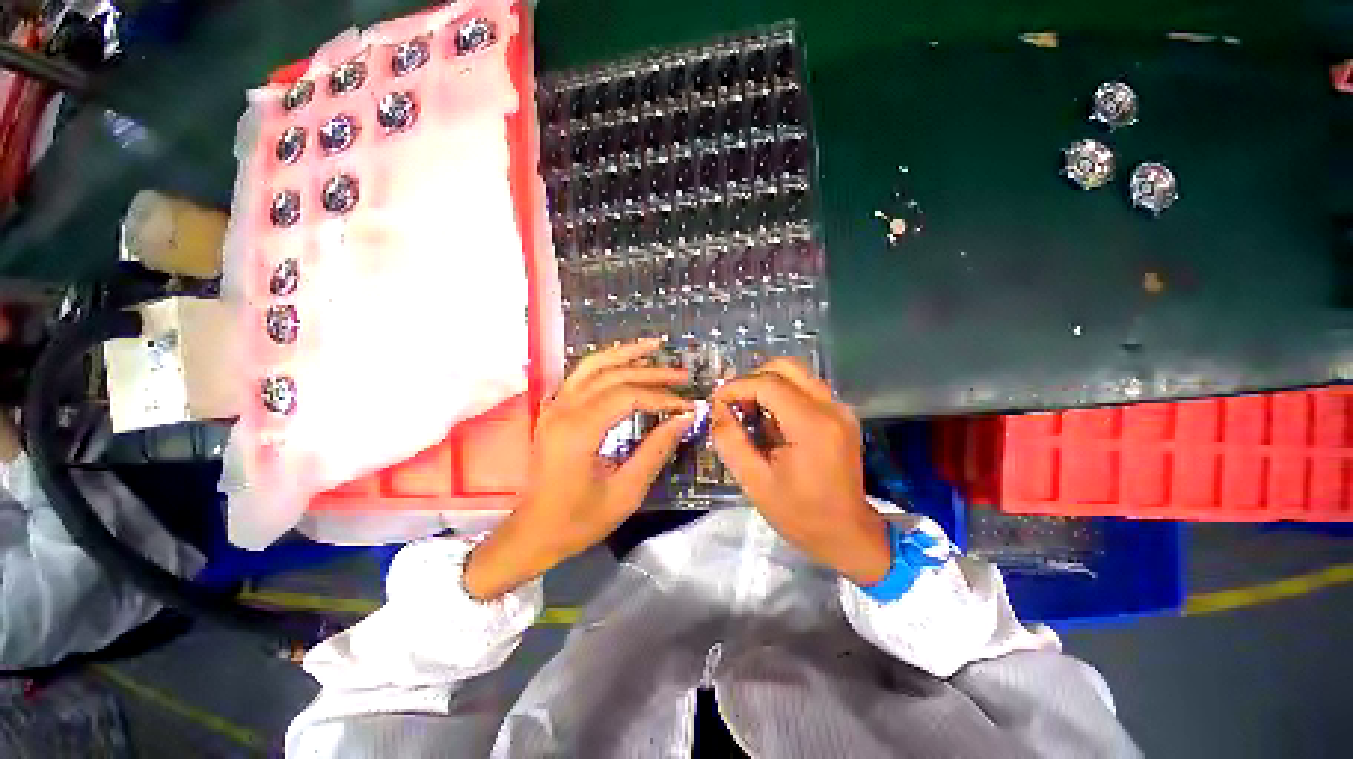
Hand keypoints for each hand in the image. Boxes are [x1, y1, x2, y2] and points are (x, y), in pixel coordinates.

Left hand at [464, 339, 694, 599]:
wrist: (533, 533)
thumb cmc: (579, 520)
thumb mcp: (626, 492)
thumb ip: (655, 450)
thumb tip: (683, 419)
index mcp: (578, 432)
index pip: (627, 397)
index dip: (662, 397)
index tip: (687, 406)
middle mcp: (563, 410)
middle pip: (613, 376)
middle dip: (652, 372)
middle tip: (683, 374)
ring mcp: (555, 407)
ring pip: (592, 365)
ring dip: (626, 354)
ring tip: (655, 346)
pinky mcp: (555, 409)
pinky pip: (582, 375)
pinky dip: (607, 362)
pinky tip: (626, 361)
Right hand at [710, 358, 890, 586]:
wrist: (848, 534)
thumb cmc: (800, 514)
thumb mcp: (754, 482)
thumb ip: (730, 441)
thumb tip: (718, 409)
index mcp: (812, 425)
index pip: (768, 384)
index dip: (737, 387)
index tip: (717, 402)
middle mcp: (831, 408)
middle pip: (787, 367)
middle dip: (753, 378)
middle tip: (733, 403)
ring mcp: (840, 410)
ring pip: (798, 375)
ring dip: (767, 385)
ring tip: (748, 411)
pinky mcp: (841, 416)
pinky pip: (806, 389)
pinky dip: (783, 395)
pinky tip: (770, 420)